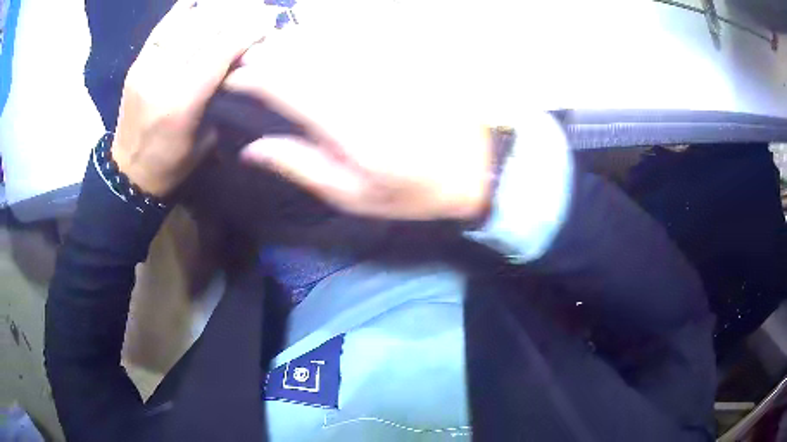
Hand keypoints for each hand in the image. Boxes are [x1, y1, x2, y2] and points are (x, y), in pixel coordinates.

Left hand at [111, 0, 274, 196]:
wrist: (129, 172)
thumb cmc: (172, 163)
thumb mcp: (207, 138)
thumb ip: (223, 95)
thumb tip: (245, 57)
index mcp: (182, 102)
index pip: (220, 50)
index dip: (247, 29)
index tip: (267, 19)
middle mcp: (162, 77)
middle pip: (203, 29)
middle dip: (234, 12)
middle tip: (255, 7)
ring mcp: (145, 67)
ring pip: (184, 22)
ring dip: (213, 7)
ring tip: (232, 4)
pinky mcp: (137, 63)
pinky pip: (163, 26)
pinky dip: (183, 10)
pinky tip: (199, 2)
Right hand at [225, 1, 494, 220]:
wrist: (477, 167)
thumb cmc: (412, 190)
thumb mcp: (353, 195)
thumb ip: (299, 166)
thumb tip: (251, 150)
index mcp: (341, 125)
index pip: (282, 87)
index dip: (251, 78)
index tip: (231, 79)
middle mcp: (356, 86)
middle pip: (300, 57)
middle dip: (265, 54)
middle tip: (243, 58)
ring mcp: (381, 68)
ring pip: (324, 42)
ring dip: (290, 41)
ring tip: (267, 46)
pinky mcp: (399, 59)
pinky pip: (355, 38)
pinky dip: (326, 36)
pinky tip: (312, 38)